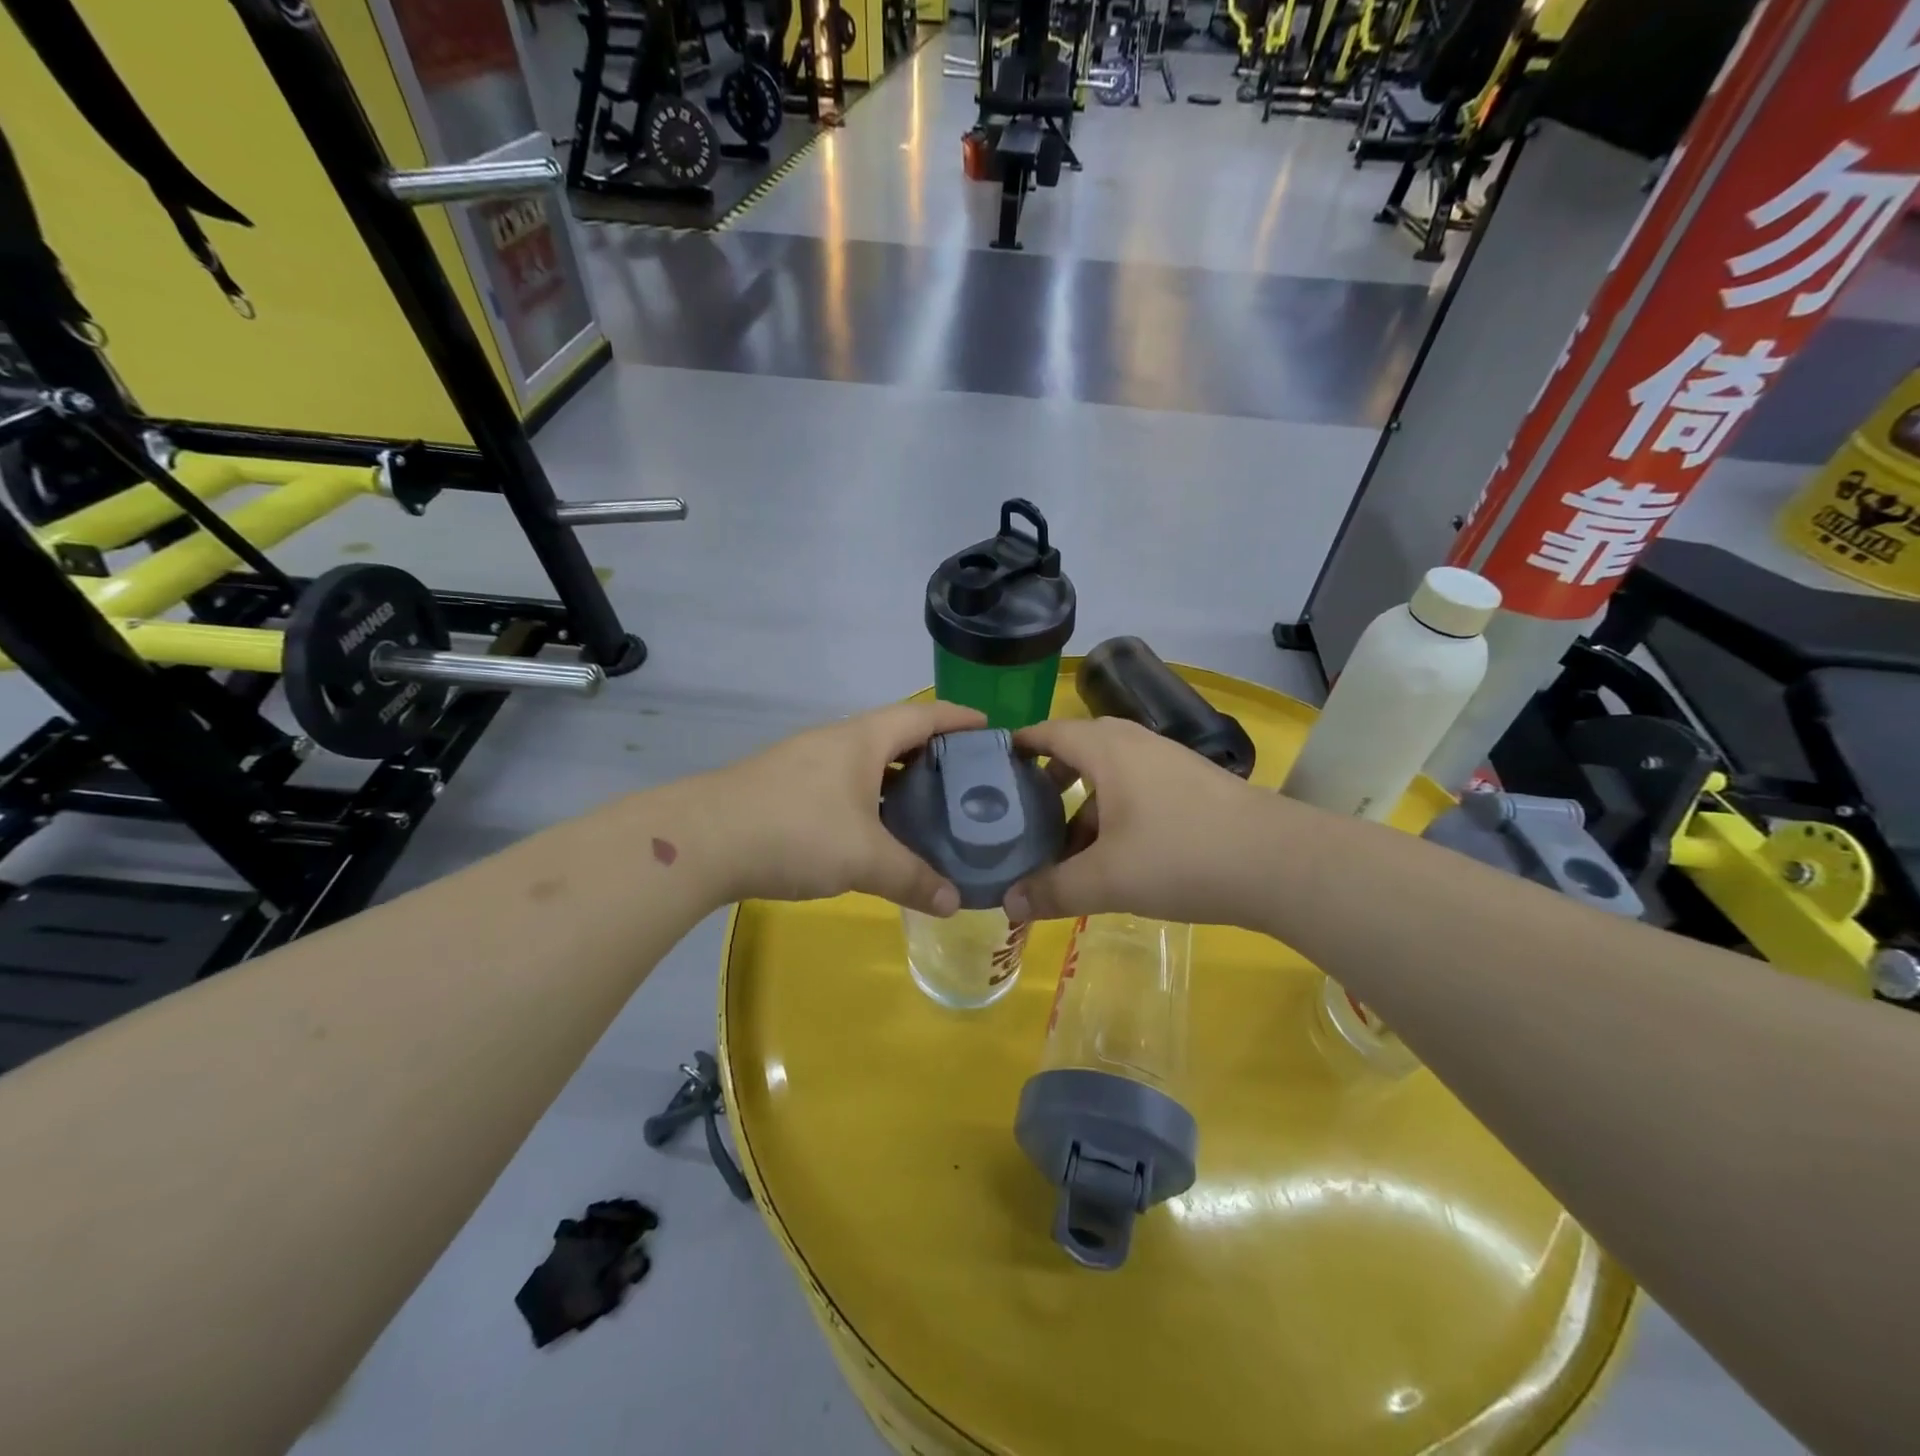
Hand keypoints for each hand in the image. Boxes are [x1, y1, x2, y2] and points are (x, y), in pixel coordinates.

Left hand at [708, 701, 985, 913]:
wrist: (701, 841)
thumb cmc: (795, 831)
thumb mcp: (863, 858)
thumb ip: (912, 878)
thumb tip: (953, 903)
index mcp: (862, 739)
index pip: (923, 716)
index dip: (959, 719)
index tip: (992, 729)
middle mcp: (836, 742)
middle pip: (896, 736)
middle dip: (933, 753)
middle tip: (968, 781)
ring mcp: (805, 764)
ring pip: (866, 763)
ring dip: (898, 779)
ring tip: (929, 808)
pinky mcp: (784, 789)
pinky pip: (843, 785)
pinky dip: (869, 799)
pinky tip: (875, 831)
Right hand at [1004, 717, 1273, 924]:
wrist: (1280, 863)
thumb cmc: (1181, 856)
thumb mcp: (1106, 880)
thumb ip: (1052, 890)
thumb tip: (1007, 905)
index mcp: (1106, 748)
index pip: (1047, 732)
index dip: (1015, 748)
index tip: (988, 772)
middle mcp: (1134, 743)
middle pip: (1075, 752)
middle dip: (1045, 784)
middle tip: (1021, 817)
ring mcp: (1167, 762)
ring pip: (1107, 776)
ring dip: (1081, 807)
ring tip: (1064, 850)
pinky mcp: (1192, 785)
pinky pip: (1135, 790)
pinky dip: (1113, 814)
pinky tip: (1115, 858)